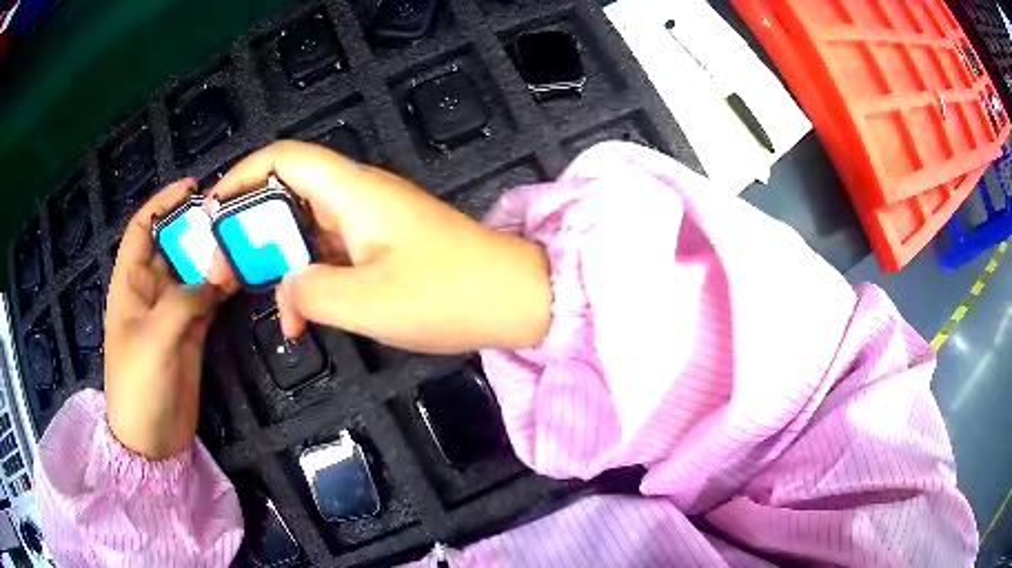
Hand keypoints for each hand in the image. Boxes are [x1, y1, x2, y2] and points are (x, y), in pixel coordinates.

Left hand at [105, 179, 234, 459]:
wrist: (152, 440)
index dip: (161, 204)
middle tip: (229, 215)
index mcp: (129, 284)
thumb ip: (182, 302)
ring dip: (213, 258)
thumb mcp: (154, 340)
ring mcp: (172, 313)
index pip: (141, 230)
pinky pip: (208, 300)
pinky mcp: (191, 333)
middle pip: (172, 246)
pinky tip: (242, 277)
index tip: (191, 188)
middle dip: (195, 228)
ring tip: (242, 242)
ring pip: (193, 272)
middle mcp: (150, 291)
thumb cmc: (138, 387)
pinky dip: (223, 288)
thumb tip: (214, 277)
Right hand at [210, 141, 550, 353]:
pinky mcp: (378, 250)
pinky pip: (327, 256)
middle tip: (220, 270)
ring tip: (249, 296)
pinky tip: (297, 319)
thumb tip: (285, 288)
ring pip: (302, 230)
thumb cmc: (448, 295)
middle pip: (284, 193)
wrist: (516, 301)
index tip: (211, 213)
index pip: (284, 159)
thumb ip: (311, 292)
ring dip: (273, 262)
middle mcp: (356, 198)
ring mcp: (368, 224)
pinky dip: (304, 282)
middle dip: (246, 227)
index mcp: (352, 192)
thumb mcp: (369, 302)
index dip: (241, 176)